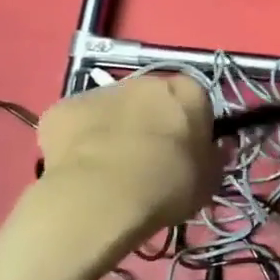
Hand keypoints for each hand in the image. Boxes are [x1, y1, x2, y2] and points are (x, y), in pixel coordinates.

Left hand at [30, 75, 220, 235]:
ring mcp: (100, 92)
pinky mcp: (62, 108)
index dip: (193, 127)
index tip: (189, 153)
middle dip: (152, 123)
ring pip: (114, 109)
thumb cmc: (167, 185)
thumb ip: (214, 158)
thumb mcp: (210, 180)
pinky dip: (81, 141)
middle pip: (153, 100)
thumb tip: (217, 148)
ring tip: (112, 170)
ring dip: (116, 130)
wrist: (101, 198)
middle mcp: (145, 81)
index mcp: (187, 92)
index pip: (198, 101)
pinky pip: (78, 124)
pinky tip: (82, 169)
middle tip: (151, 162)